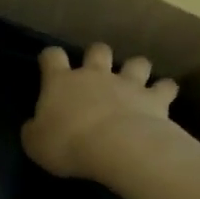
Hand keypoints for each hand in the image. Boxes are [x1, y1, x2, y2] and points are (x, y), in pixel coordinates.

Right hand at [22, 43, 178, 178]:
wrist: (116, 147)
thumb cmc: (67, 144)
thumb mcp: (35, 144)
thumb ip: (34, 130)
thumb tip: (35, 125)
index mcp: (61, 83)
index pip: (52, 57)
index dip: (50, 58)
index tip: (49, 64)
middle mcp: (95, 75)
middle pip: (98, 51)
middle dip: (97, 56)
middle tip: (97, 71)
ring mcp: (128, 84)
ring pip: (136, 63)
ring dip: (135, 69)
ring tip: (135, 81)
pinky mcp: (154, 98)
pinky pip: (165, 87)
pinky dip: (164, 90)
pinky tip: (163, 96)